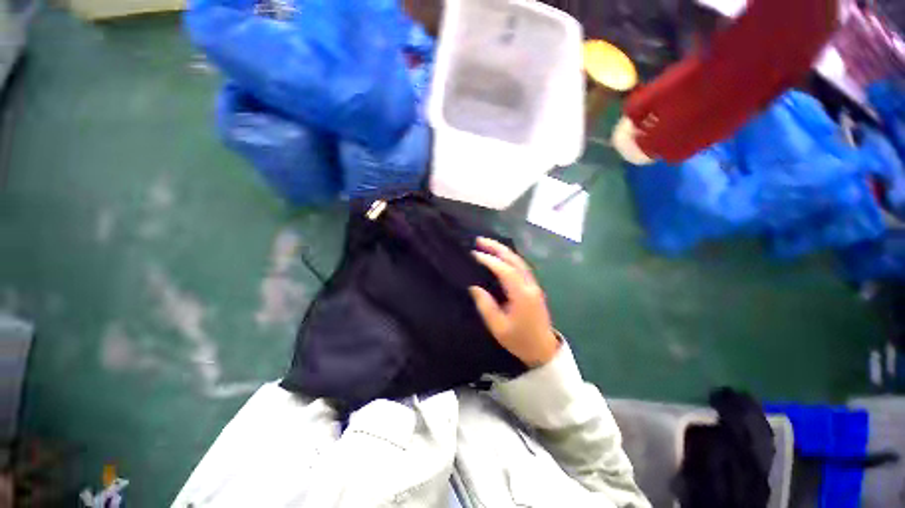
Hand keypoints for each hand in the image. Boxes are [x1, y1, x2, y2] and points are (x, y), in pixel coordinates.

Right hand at [469, 237, 560, 367]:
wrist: (542, 350)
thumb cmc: (519, 341)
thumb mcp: (498, 327)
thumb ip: (486, 306)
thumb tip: (474, 287)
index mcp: (522, 295)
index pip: (505, 271)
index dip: (490, 260)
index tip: (474, 254)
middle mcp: (530, 286)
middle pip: (515, 260)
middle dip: (497, 248)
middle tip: (479, 240)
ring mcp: (534, 285)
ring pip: (519, 261)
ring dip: (503, 251)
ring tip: (487, 244)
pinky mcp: (533, 287)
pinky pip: (521, 267)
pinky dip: (509, 258)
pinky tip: (500, 256)